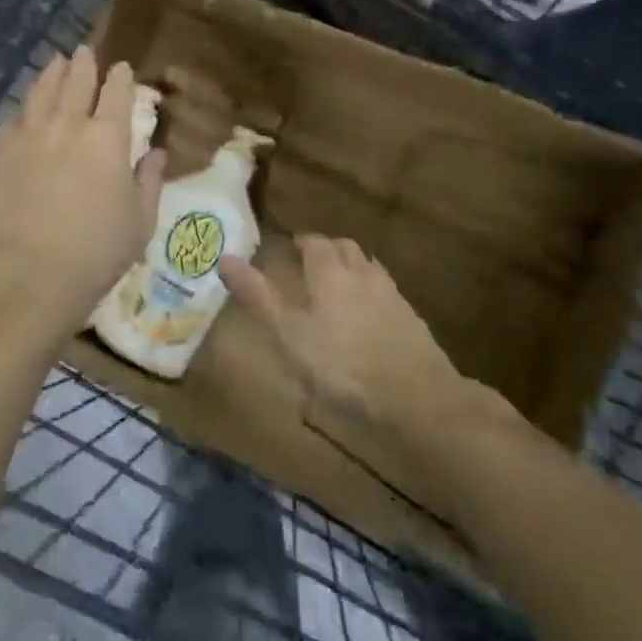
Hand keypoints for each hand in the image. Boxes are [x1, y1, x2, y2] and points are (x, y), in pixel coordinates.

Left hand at [0, 49, 165, 338]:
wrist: (28, 273)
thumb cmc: (97, 252)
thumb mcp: (140, 221)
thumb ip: (149, 181)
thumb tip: (154, 153)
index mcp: (107, 138)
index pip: (117, 93)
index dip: (121, 77)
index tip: (122, 69)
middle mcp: (67, 125)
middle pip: (76, 81)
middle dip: (84, 63)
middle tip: (85, 52)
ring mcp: (29, 136)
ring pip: (41, 92)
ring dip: (52, 74)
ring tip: (56, 63)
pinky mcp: (1, 154)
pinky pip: (14, 119)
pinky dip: (25, 108)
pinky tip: (26, 109)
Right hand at [221, 236, 527, 448]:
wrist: (416, 399)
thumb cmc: (342, 365)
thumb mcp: (287, 334)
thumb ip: (257, 295)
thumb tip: (225, 257)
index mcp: (330, 271)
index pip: (314, 241)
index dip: (300, 242)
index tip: (287, 250)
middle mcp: (362, 273)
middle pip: (345, 248)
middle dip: (326, 250)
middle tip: (308, 265)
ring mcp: (390, 295)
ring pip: (368, 267)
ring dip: (350, 268)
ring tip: (335, 287)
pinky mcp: (410, 319)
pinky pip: (385, 292)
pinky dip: (370, 293)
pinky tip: (366, 316)